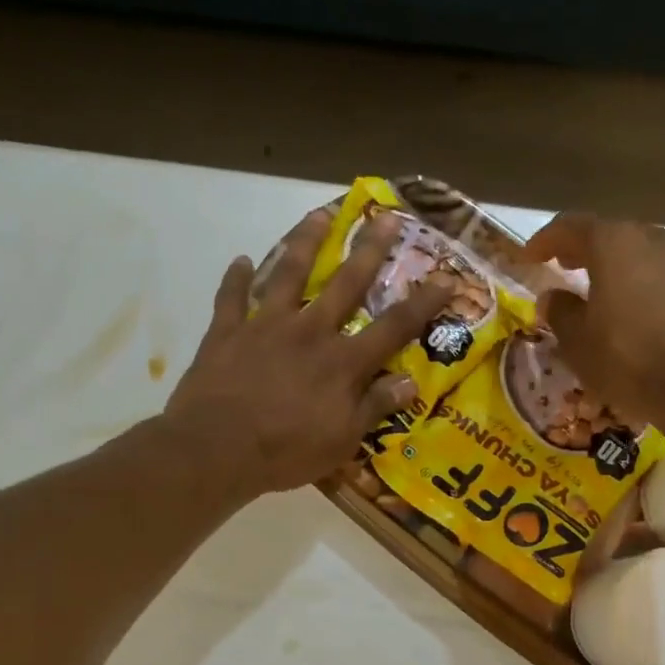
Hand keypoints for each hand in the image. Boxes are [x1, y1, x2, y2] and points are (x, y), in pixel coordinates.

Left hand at [163, 207, 452, 501]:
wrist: (218, 448)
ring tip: (319, 214)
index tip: (447, 278)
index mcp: (342, 361)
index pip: (393, 327)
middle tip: (385, 216)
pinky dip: (236, 279)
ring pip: (289, 274)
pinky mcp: (226, 332)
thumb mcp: (343, 439)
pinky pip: (231, 298)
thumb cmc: (287, 450)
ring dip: (305, 242)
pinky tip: (241, 261)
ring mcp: (265, 326)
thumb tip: (411, 381)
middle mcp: (309, 332)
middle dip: (369, 250)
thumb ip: (375, 406)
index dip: (423, 303)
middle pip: (345, 284)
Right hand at [521, 214, 664, 433]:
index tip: (530, 257)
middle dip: (586, 250)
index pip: (572, 227)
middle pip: (613, 235)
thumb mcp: (578, 344)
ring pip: (645, 254)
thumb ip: (561, 312)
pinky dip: (649, 286)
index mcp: (616, 245)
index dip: (546, 240)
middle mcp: (656, 239)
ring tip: (605, 294)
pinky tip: (642, 314)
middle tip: (566, 269)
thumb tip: (553, 297)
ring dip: (621, 268)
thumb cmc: (629, 362)